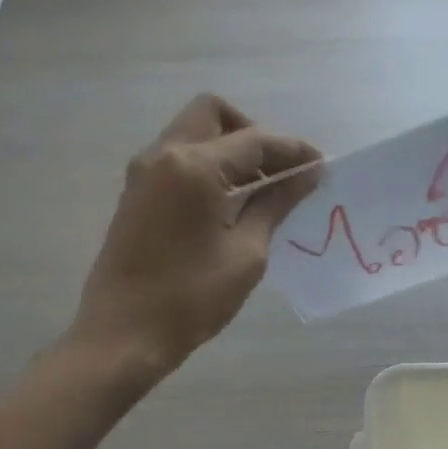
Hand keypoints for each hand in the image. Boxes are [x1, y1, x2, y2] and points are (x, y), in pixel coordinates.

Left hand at [59, 94, 321, 381]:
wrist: (125, 333)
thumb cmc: (192, 298)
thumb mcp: (246, 253)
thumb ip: (275, 205)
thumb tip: (306, 175)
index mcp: (193, 167)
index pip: (254, 140)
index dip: (293, 150)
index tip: (322, 165)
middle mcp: (163, 155)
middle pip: (214, 115)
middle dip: (253, 135)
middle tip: (281, 173)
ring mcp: (144, 173)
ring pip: (193, 134)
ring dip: (230, 150)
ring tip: (263, 192)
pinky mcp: (137, 194)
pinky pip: (179, 159)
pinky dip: (210, 167)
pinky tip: (232, 205)